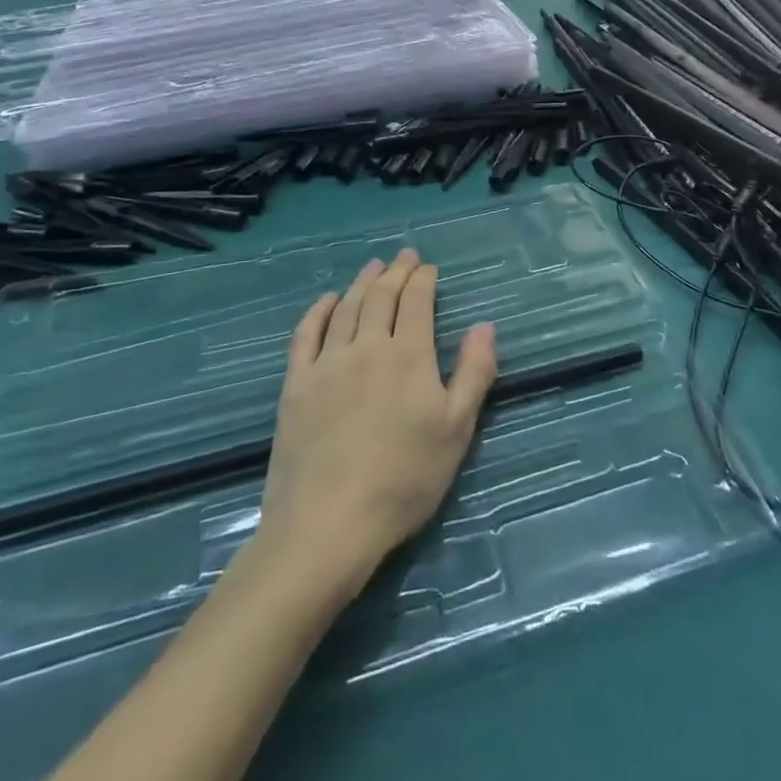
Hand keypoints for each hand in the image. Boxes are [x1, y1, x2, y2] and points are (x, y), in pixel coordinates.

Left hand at [253, 250, 498, 599]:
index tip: (429, 266)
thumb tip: (484, 325)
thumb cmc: (404, 479)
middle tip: (403, 256)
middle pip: (381, 297)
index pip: (416, 302)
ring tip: (372, 267)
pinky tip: (328, 300)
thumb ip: (474, 372)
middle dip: (395, 272)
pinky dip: (319, 311)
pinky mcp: (296, 385)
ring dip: (362, 283)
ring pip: (346, 309)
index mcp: (408, 356)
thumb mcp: (457, 430)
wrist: (328, 523)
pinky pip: (306, 335)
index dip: (423, 279)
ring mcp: (326, 364)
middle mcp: (366, 347)